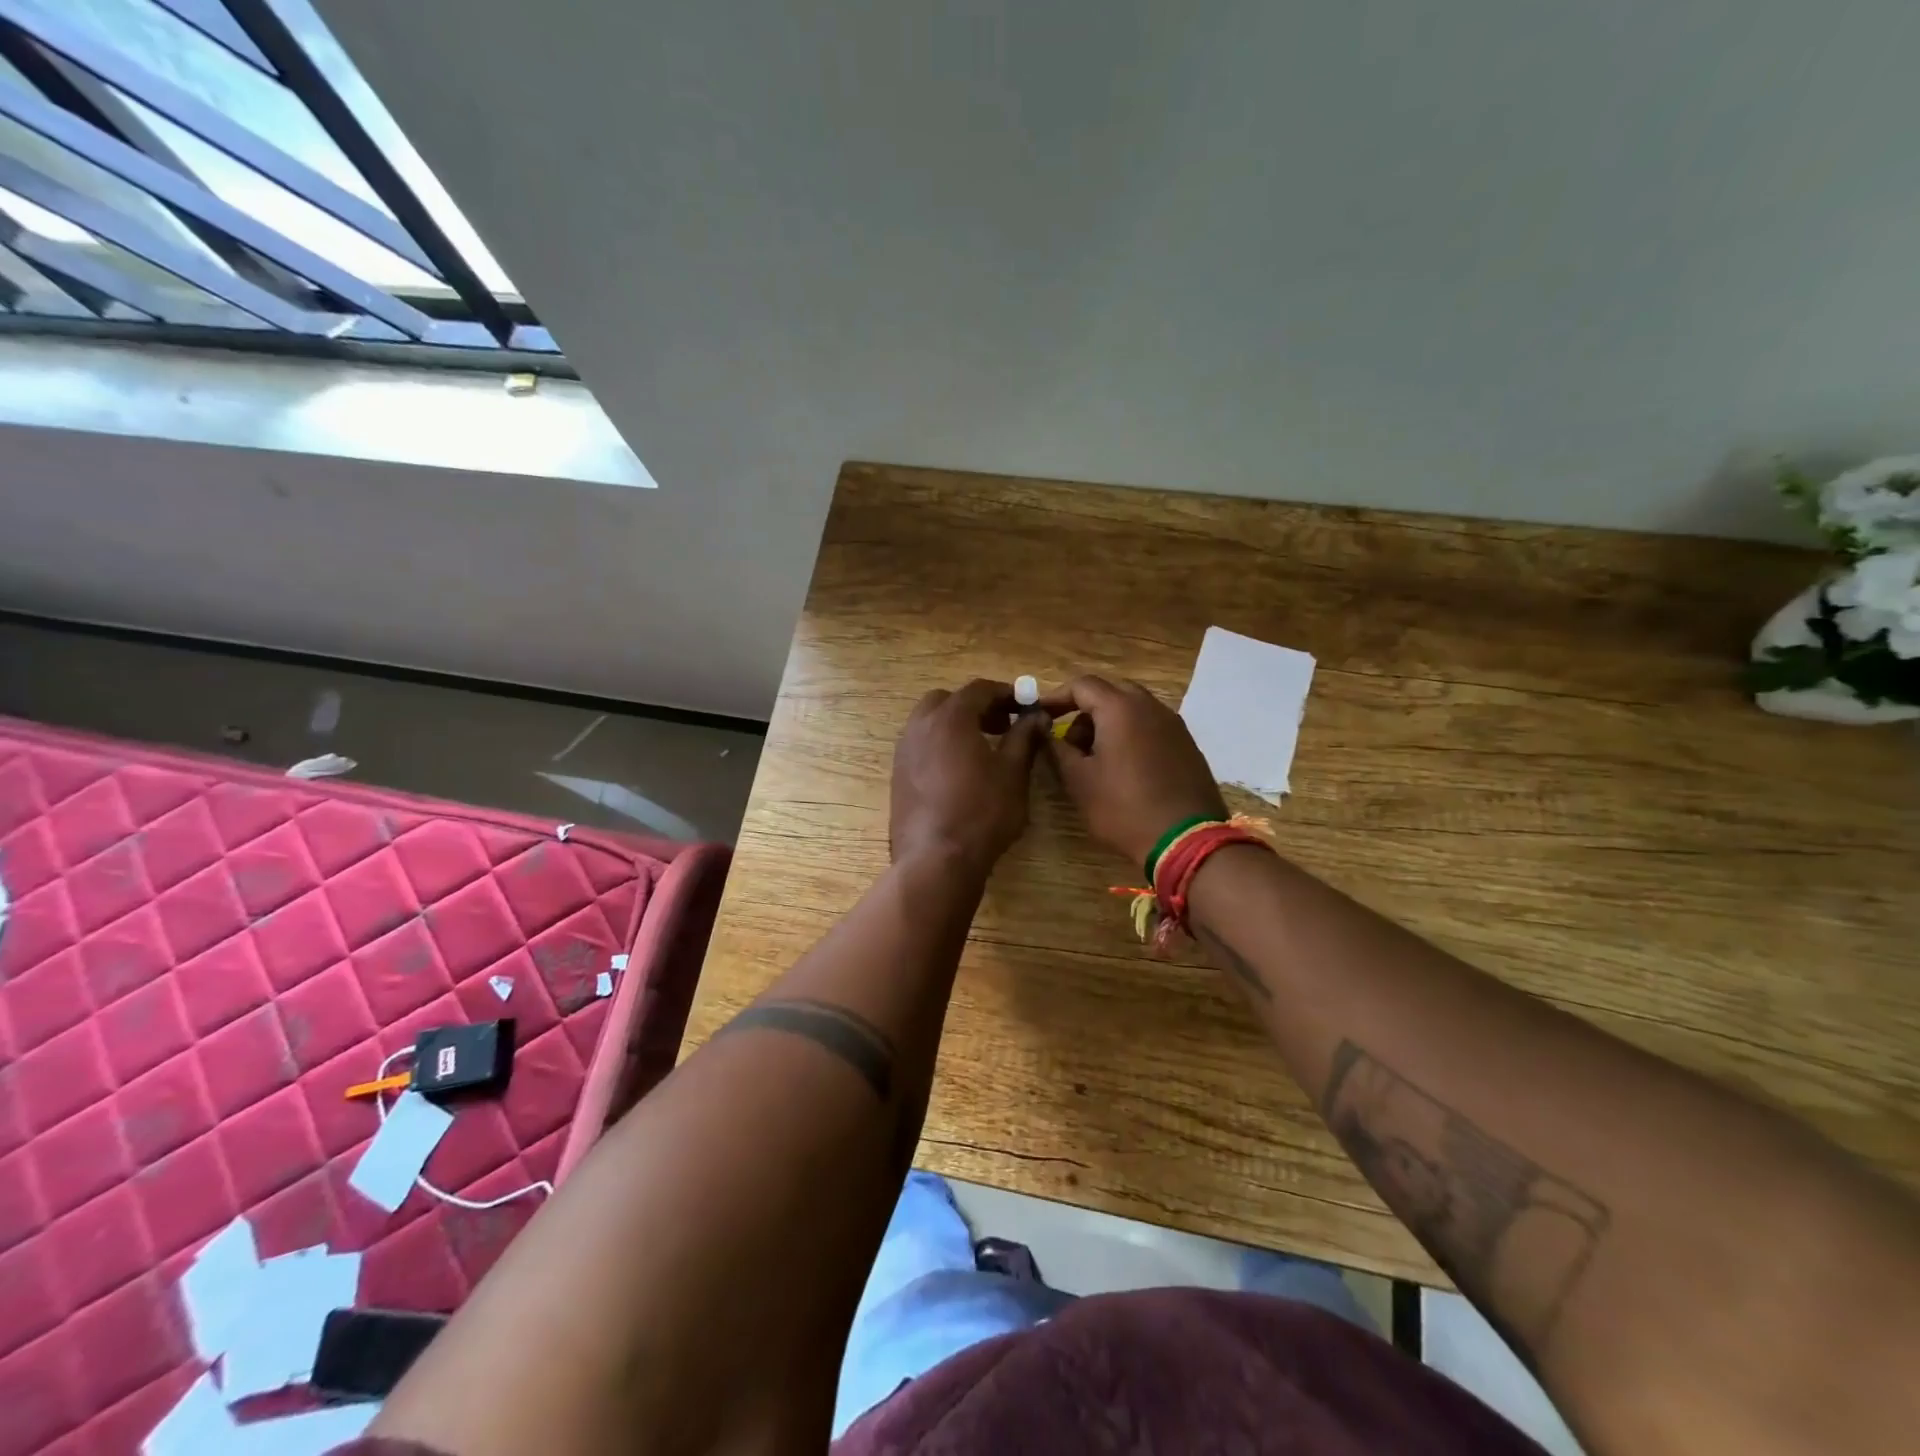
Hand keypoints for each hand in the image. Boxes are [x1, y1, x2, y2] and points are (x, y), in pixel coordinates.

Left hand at [891, 679, 1048, 875]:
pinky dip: (941, 745)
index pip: (979, 689)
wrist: (935, 859)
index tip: (1025, 706)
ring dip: (956, 725)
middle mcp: (920, 726)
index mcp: (950, 717)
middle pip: (948, 700)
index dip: (1005, 693)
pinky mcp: (897, 775)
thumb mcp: (1013, 773)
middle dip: (976, 707)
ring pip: (929, 722)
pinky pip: (920, 745)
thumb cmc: (982, 812)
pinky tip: (960, 771)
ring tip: (983, 749)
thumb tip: (1036, 716)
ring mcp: (904, 750)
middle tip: (1002, 726)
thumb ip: (1024, 737)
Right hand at [1041, 675, 1226, 870]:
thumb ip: (1057, 748)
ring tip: (1095, 760)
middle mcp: (1150, 706)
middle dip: (1084, 711)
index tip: (1040, 716)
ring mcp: (1174, 724)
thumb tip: (1044, 729)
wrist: (1185, 840)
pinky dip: (1131, 736)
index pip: (1082, 685)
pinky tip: (1124, 769)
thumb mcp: (1079, 781)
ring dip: (1108, 724)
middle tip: (1070, 741)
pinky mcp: (1187, 745)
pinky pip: (1151, 727)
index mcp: (1120, 708)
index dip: (1056, 697)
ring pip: (1133, 709)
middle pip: (1110, 692)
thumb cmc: (1123, 808)